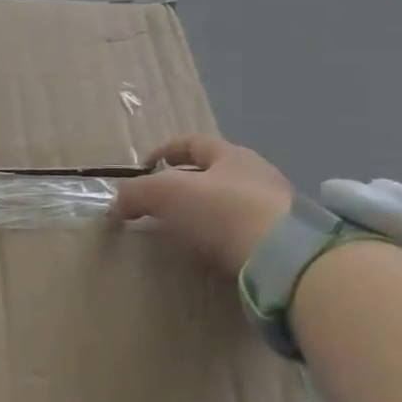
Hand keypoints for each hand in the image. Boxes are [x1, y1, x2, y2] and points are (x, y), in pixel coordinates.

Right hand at [112, 135, 293, 276]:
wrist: (284, 259)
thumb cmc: (221, 210)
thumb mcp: (165, 194)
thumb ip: (136, 193)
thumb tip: (117, 203)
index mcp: (231, 155)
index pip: (193, 142)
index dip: (164, 150)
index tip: (143, 167)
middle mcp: (257, 176)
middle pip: (212, 173)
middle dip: (183, 185)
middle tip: (157, 204)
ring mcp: (275, 210)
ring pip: (228, 205)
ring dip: (202, 214)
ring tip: (179, 232)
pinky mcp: (283, 244)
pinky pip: (242, 234)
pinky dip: (221, 239)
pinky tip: (208, 253)